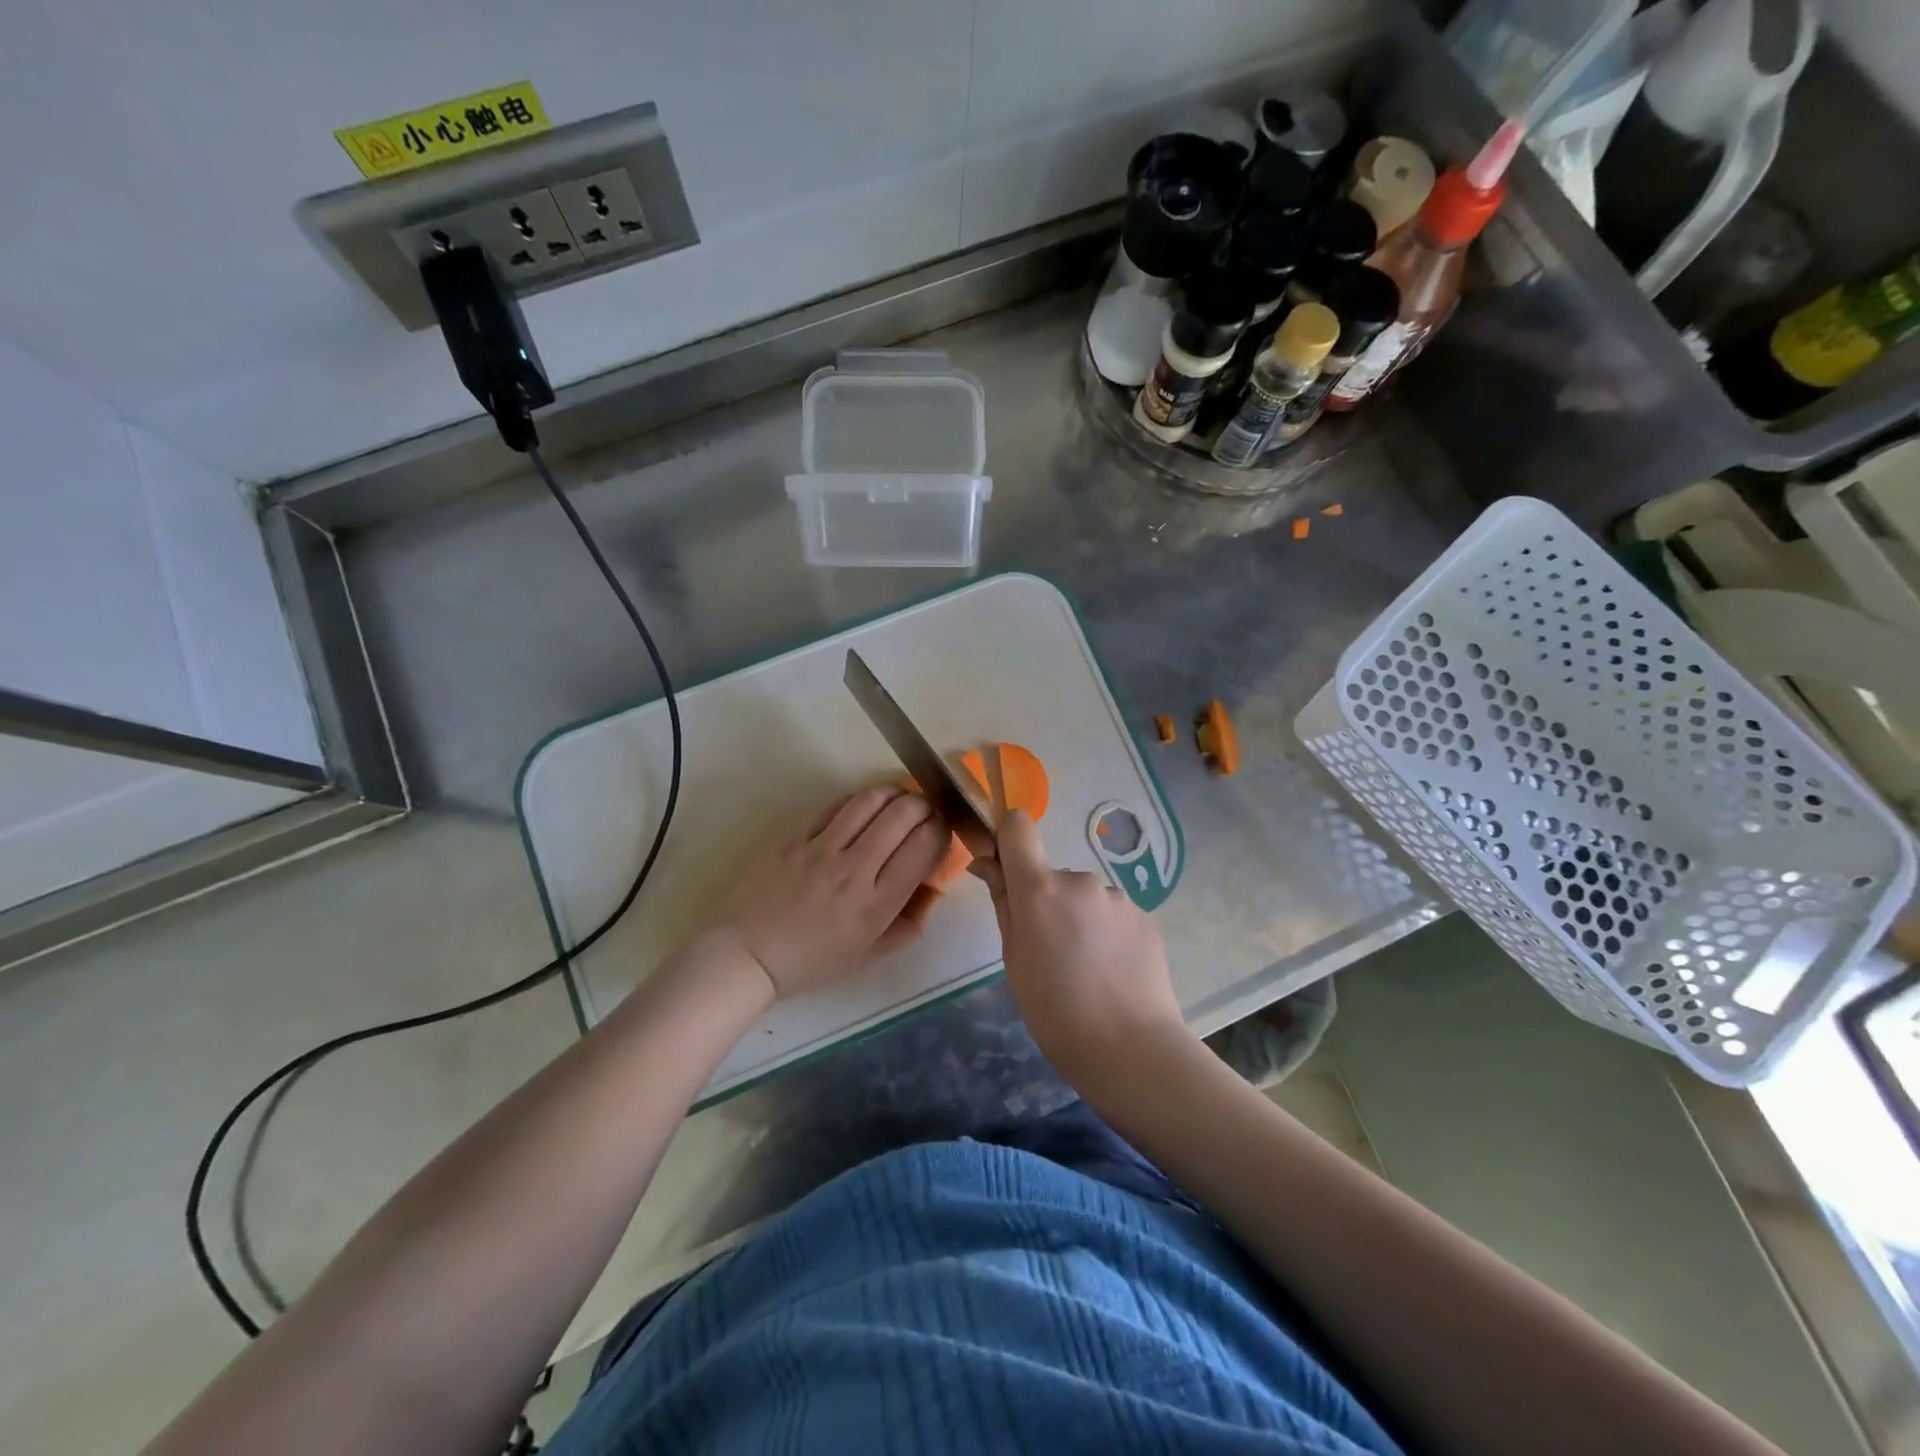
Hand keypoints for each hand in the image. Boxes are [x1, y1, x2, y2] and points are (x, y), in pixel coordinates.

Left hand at [704, 787, 948, 998]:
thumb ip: (907, 924)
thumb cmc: (811, 962)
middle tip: (925, 811)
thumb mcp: (868, 955)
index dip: (941, 831)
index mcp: (876, 904)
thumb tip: (932, 891)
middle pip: (903, 815)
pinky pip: (835, 806)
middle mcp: (854, 869)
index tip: (942, 832)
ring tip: (898, 799)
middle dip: (924, 805)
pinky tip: (863, 808)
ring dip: (893, 793)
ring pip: (870, 800)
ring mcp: (822, 849)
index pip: (923, 848)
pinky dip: (858, 801)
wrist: (746, 954)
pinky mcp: (796, 837)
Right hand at [985, 810, 1187, 1092]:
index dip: (1009, 838)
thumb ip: (1003, 903)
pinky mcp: (1145, 916)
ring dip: (1080, 918)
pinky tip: (1112, 971)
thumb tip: (987, 864)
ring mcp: (1117, 897)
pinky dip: (1107, 933)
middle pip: (1052, 874)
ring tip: (1087, 968)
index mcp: (1039, 889)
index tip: (1006, 869)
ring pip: (1085, 897)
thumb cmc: (1054, 1010)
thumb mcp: (1014, 959)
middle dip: (1048, 901)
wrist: (1130, 1048)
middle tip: (1051, 951)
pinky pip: (1113, 914)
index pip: (1018, 827)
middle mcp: (1080, 880)